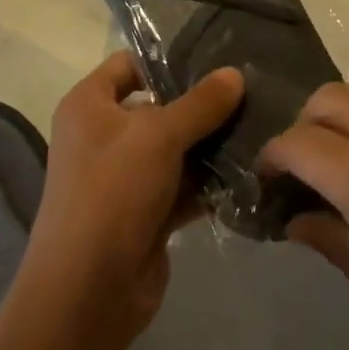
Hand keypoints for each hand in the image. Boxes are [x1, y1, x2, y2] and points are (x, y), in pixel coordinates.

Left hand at [27, 52, 244, 342]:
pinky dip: (209, 182)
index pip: (128, 64)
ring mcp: (125, 177)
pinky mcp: (146, 212)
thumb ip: (200, 103)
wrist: (88, 291)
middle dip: (200, 104)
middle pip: (157, 107)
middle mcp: (103, 136)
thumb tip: (235, 73)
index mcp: (89, 105)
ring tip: (259, 127)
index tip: (214, 58)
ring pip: (174, 149)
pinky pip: (182, 186)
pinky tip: (248, 170)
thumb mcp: (158, 136)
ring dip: (210, 145)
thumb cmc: (112, 192)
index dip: (166, 59)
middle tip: (250, 92)